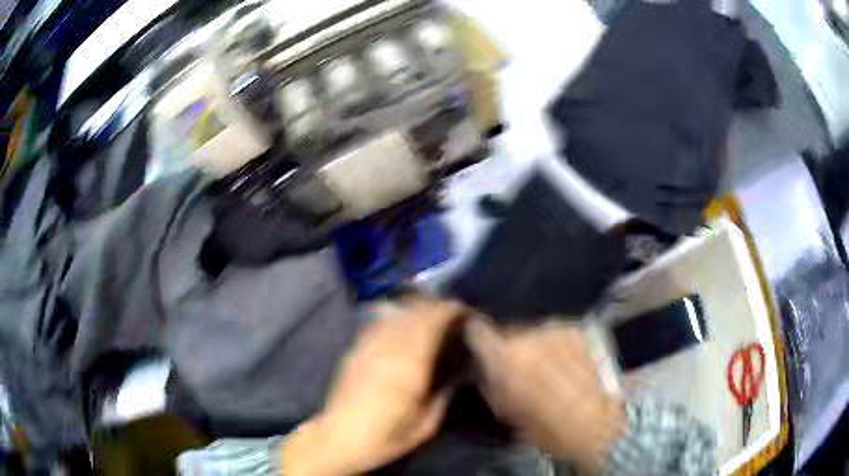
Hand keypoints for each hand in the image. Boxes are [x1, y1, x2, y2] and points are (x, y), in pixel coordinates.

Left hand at [280, 298, 463, 475]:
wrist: (338, 439)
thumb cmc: (385, 437)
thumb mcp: (425, 426)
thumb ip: (444, 395)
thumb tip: (458, 373)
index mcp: (410, 365)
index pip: (432, 322)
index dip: (449, 310)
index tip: (464, 312)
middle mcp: (388, 348)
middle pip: (414, 312)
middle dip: (435, 307)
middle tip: (451, 315)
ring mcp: (368, 346)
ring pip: (396, 315)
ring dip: (416, 311)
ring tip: (429, 319)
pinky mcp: (355, 350)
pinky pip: (379, 324)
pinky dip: (396, 320)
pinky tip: (401, 330)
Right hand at [465, 319, 624, 473]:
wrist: (597, 421)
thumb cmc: (546, 427)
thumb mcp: (505, 412)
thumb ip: (489, 384)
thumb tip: (482, 370)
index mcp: (505, 356)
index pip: (478, 331)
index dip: (475, 337)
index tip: (478, 345)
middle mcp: (529, 333)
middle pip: (510, 332)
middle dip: (512, 346)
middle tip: (520, 368)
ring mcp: (558, 328)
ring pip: (536, 332)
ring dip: (537, 345)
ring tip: (550, 368)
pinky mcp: (579, 329)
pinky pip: (559, 333)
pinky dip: (559, 344)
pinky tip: (570, 363)